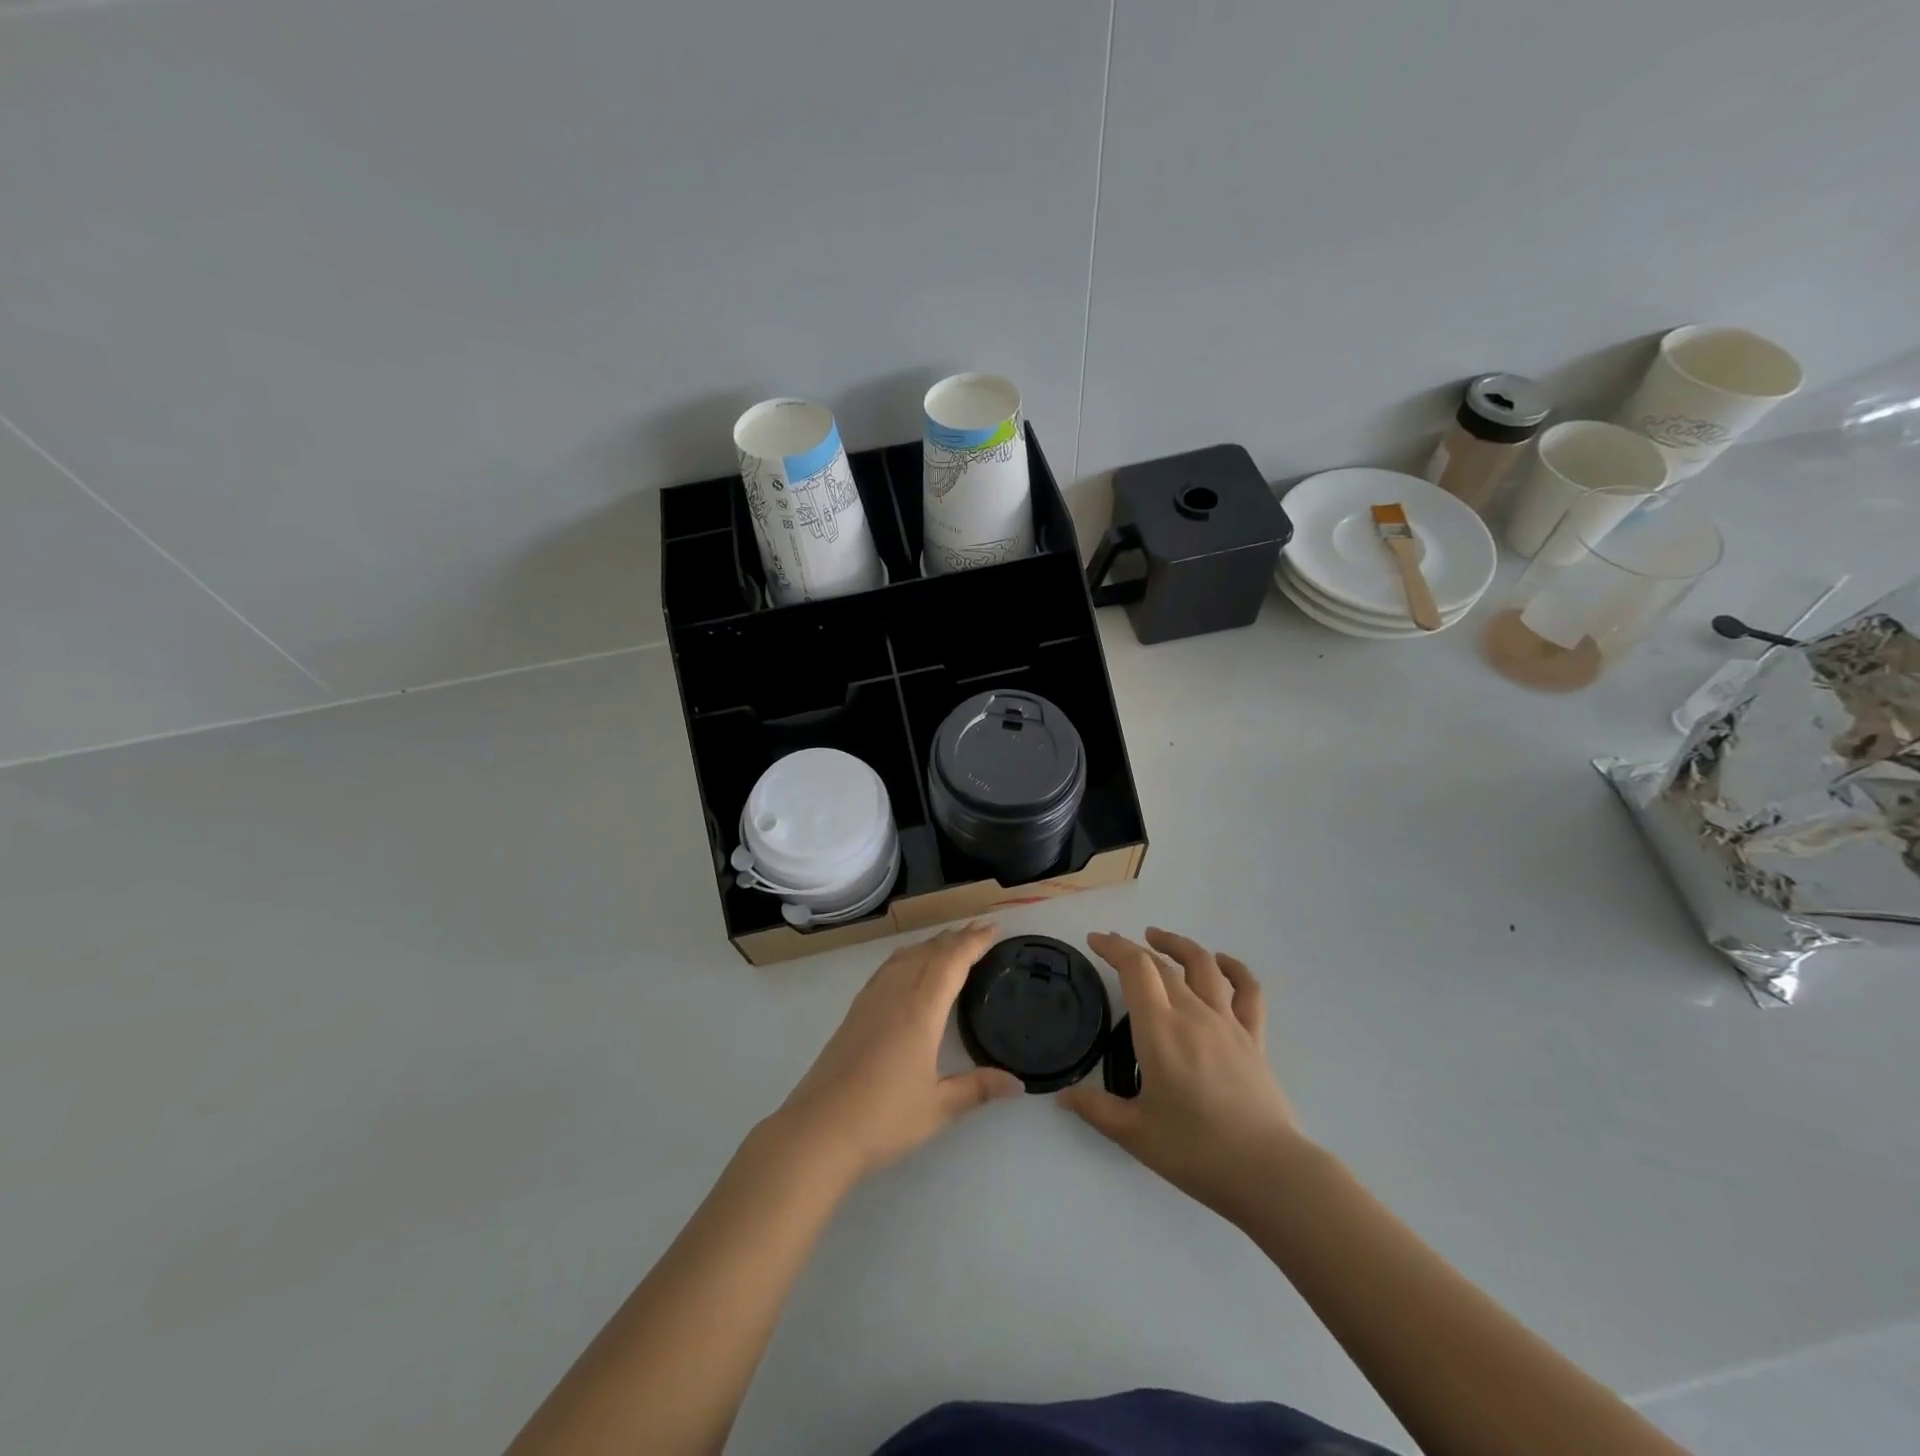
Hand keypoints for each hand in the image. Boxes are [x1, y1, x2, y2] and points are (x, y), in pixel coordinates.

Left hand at [772, 922, 1022, 1184]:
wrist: (818, 1130)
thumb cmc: (884, 1118)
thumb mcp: (939, 1107)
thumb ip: (978, 1088)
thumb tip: (1018, 1085)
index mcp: (921, 1009)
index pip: (952, 962)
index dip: (974, 942)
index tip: (993, 928)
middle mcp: (896, 994)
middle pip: (929, 952)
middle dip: (956, 938)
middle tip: (980, 929)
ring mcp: (871, 1000)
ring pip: (906, 956)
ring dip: (931, 944)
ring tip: (949, 941)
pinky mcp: (855, 1011)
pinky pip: (888, 968)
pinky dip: (908, 956)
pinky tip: (908, 965)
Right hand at [1061, 928, 1304, 1219]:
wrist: (1268, 1173)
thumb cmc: (1196, 1151)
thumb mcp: (1135, 1134)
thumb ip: (1096, 1109)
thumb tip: (1062, 1096)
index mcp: (1160, 1030)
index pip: (1135, 969)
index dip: (1114, 947)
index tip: (1095, 940)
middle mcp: (1193, 1013)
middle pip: (1162, 964)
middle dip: (1134, 948)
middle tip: (1113, 947)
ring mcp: (1228, 1022)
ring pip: (1204, 965)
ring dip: (1178, 945)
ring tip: (1158, 938)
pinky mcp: (1254, 1038)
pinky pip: (1248, 991)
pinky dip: (1234, 968)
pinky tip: (1220, 963)